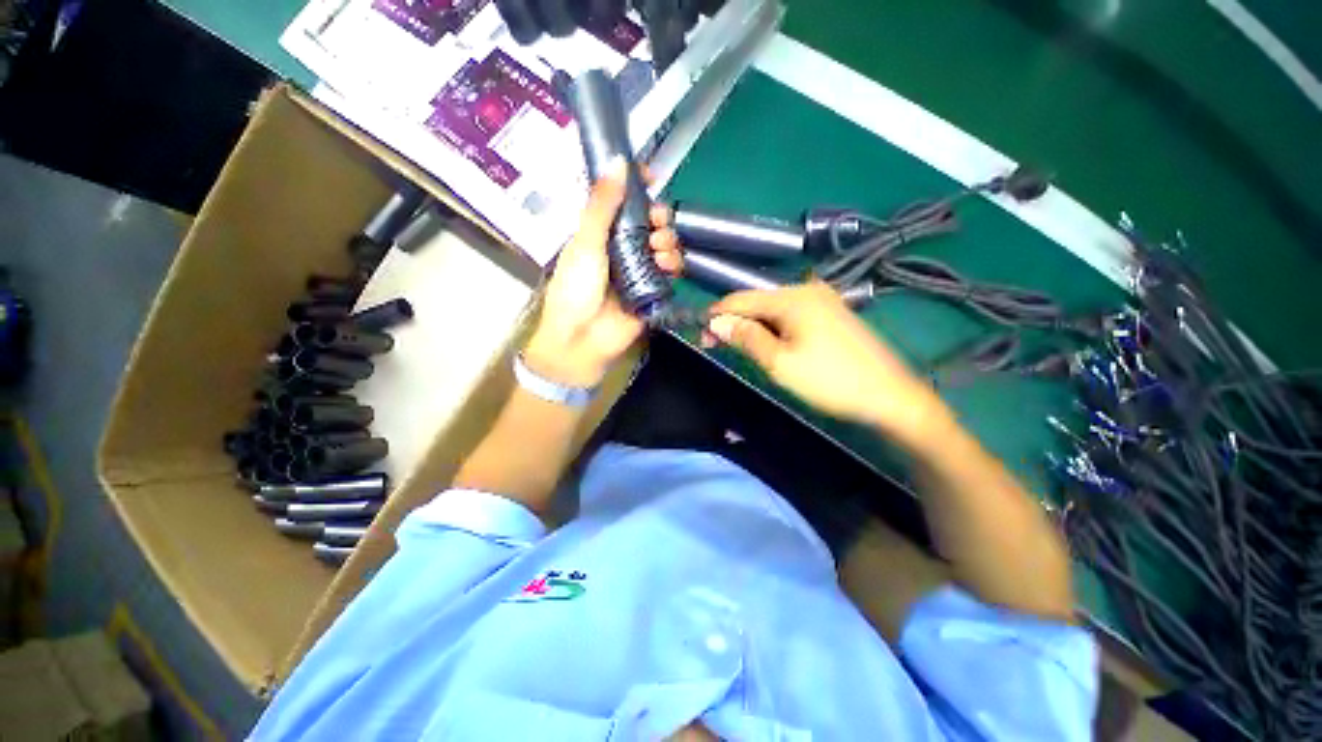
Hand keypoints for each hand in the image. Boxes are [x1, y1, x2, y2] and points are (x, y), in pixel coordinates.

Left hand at [524, 158, 681, 387]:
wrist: (581, 340)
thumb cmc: (575, 289)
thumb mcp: (584, 243)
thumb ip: (602, 206)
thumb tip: (619, 162)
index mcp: (601, 233)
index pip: (623, 203)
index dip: (637, 187)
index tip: (650, 175)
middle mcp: (622, 248)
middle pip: (649, 223)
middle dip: (658, 217)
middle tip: (657, 222)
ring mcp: (639, 270)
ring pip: (663, 245)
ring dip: (668, 240)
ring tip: (660, 248)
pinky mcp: (653, 291)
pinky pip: (670, 272)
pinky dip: (674, 263)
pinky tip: (668, 264)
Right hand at [706, 282, 947, 442]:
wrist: (890, 396)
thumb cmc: (830, 380)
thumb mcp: (779, 363)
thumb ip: (746, 337)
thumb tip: (716, 322)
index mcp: (792, 297)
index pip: (741, 298)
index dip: (717, 315)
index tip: (701, 336)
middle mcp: (807, 289)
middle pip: (757, 301)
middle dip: (735, 321)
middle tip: (717, 345)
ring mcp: (823, 300)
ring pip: (774, 308)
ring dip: (753, 325)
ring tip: (740, 347)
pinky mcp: (832, 313)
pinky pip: (791, 314)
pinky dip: (774, 327)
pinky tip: (769, 342)